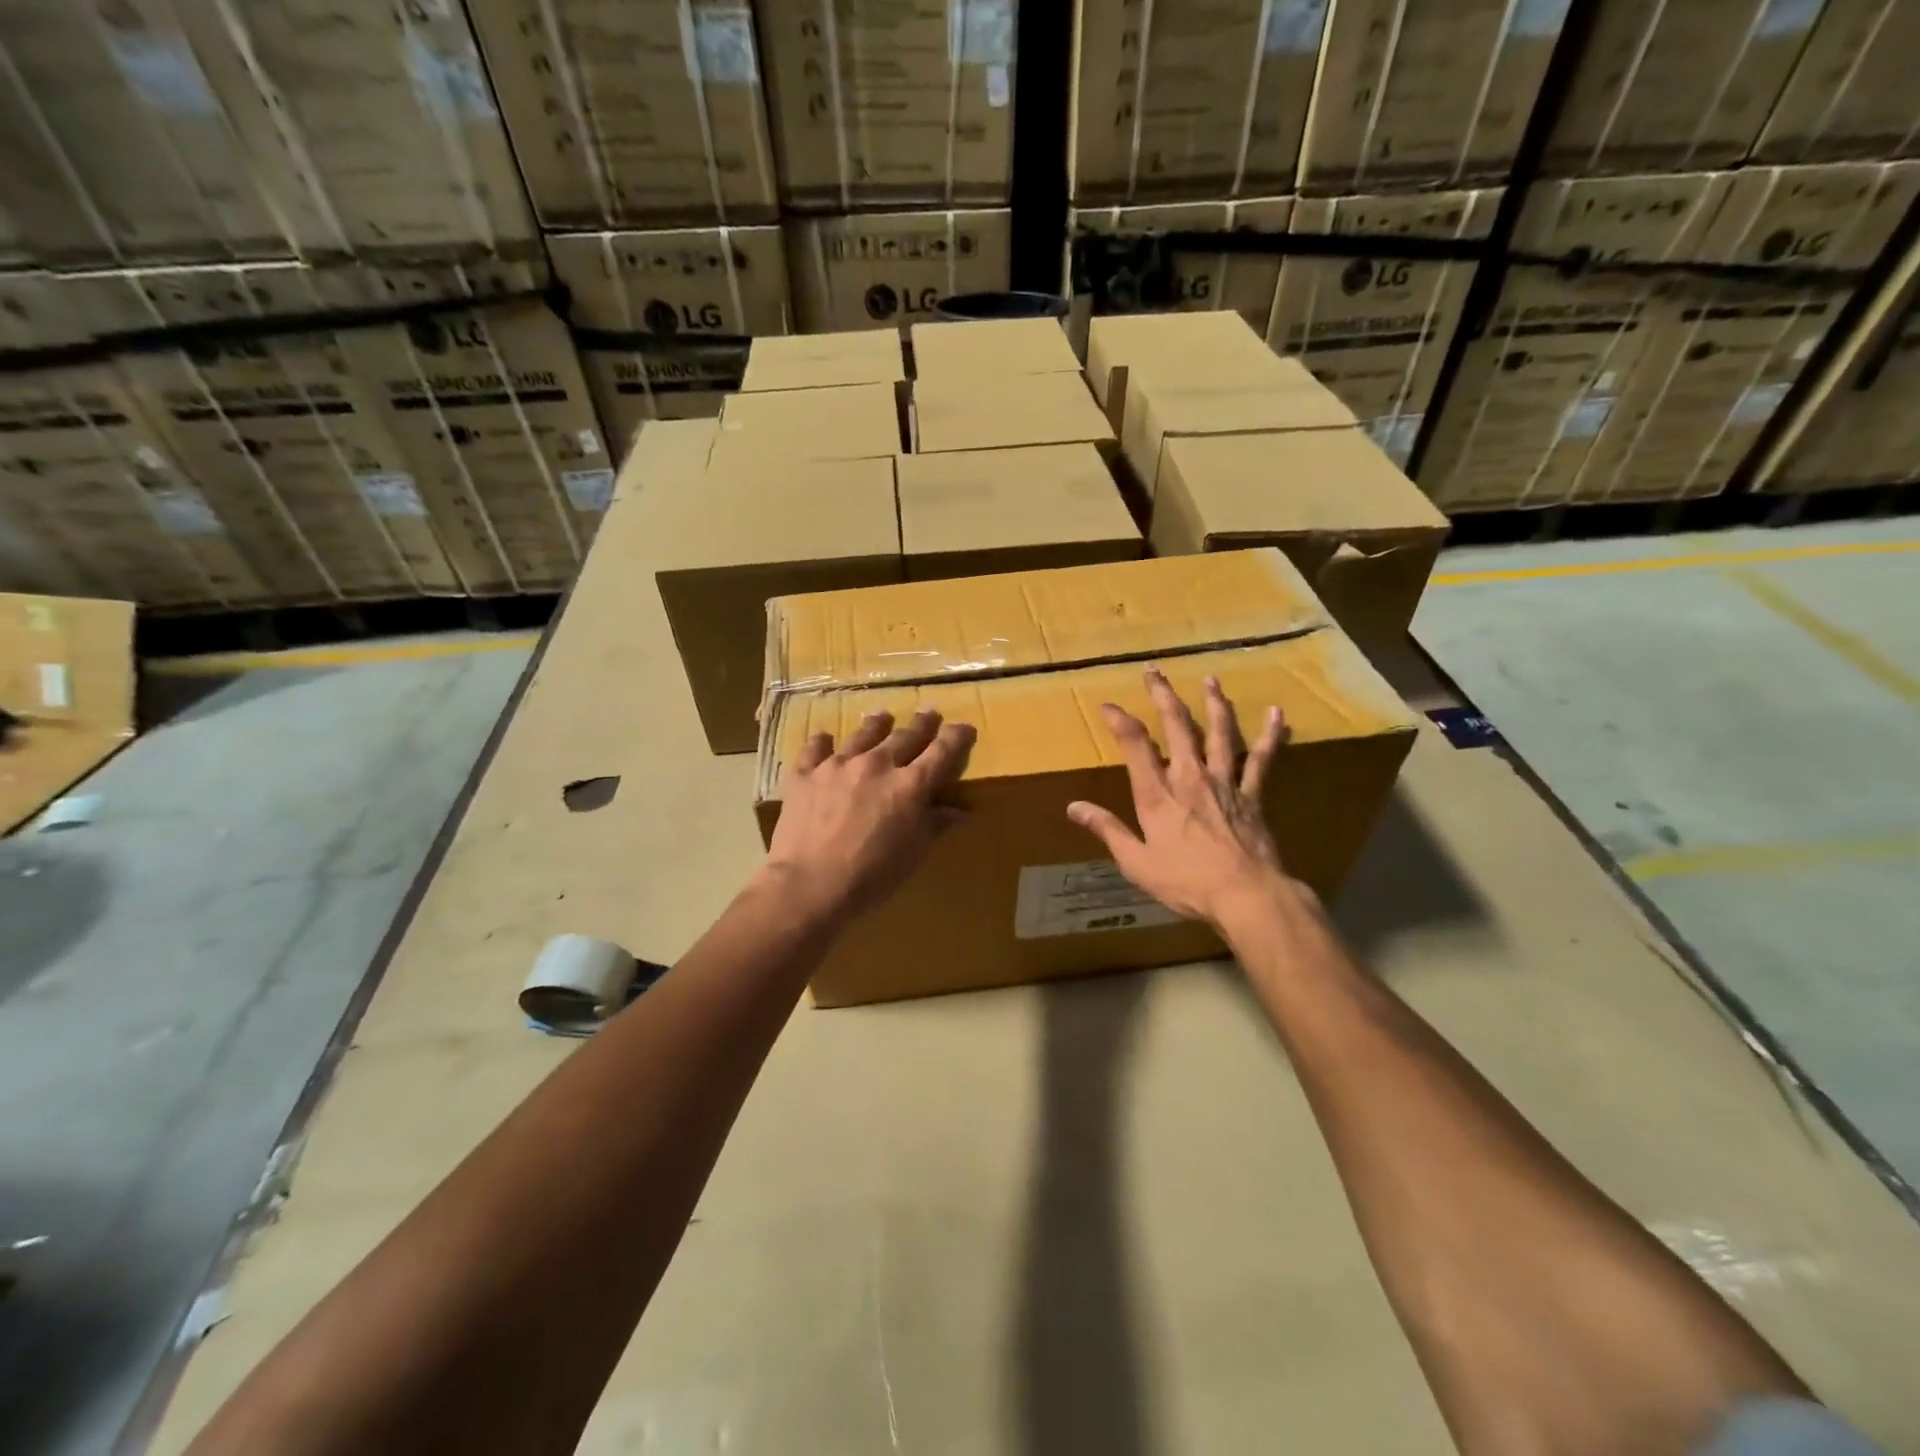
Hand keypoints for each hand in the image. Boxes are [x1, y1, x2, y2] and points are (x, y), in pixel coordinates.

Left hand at [763, 708, 975, 920]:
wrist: (810, 884)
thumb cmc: (871, 876)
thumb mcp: (913, 854)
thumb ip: (935, 824)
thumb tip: (959, 810)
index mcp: (910, 785)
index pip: (942, 752)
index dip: (956, 737)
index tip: (964, 728)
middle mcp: (877, 764)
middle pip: (905, 736)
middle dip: (922, 724)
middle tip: (929, 713)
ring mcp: (838, 765)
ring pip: (863, 735)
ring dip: (876, 725)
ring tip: (882, 716)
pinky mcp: (805, 774)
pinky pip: (815, 749)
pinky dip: (823, 743)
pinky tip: (825, 739)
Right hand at [1067, 668, 1293, 925]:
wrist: (1245, 894)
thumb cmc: (1186, 881)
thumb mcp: (1136, 862)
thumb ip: (1107, 830)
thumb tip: (1073, 808)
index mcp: (1157, 794)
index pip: (1135, 745)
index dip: (1120, 720)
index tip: (1108, 705)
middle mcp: (1189, 777)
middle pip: (1176, 726)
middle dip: (1163, 695)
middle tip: (1155, 670)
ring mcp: (1224, 782)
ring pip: (1220, 732)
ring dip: (1214, 703)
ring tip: (1210, 679)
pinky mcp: (1252, 794)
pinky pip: (1262, 759)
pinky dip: (1269, 734)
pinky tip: (1276, 712)